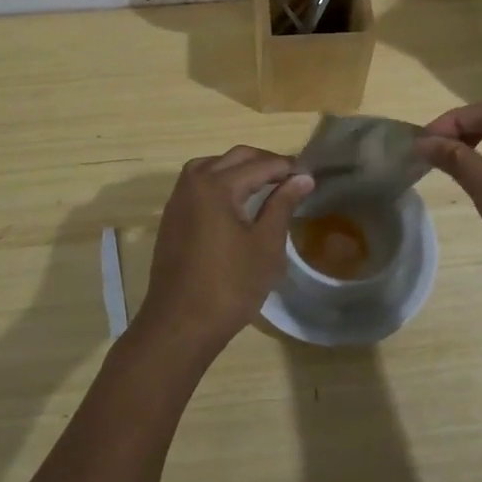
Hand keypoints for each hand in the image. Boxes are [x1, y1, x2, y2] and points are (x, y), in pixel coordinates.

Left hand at [132, 146, 313, 362]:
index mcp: (217, 185)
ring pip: (212, 165)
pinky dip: (220, 180)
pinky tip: (236, 200)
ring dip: (239, 168)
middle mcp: (194, 182)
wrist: (180, 323)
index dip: (287, 167)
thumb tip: (302, 178)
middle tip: (292, 177)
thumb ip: (283, 205)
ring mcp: (178, 198)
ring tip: (265, 184)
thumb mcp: (265, 245)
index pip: (260, 165)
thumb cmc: (230, 286)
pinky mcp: (172, 216)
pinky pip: (198, 183)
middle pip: (234, 157)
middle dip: (264, 162)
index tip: (310, 175)